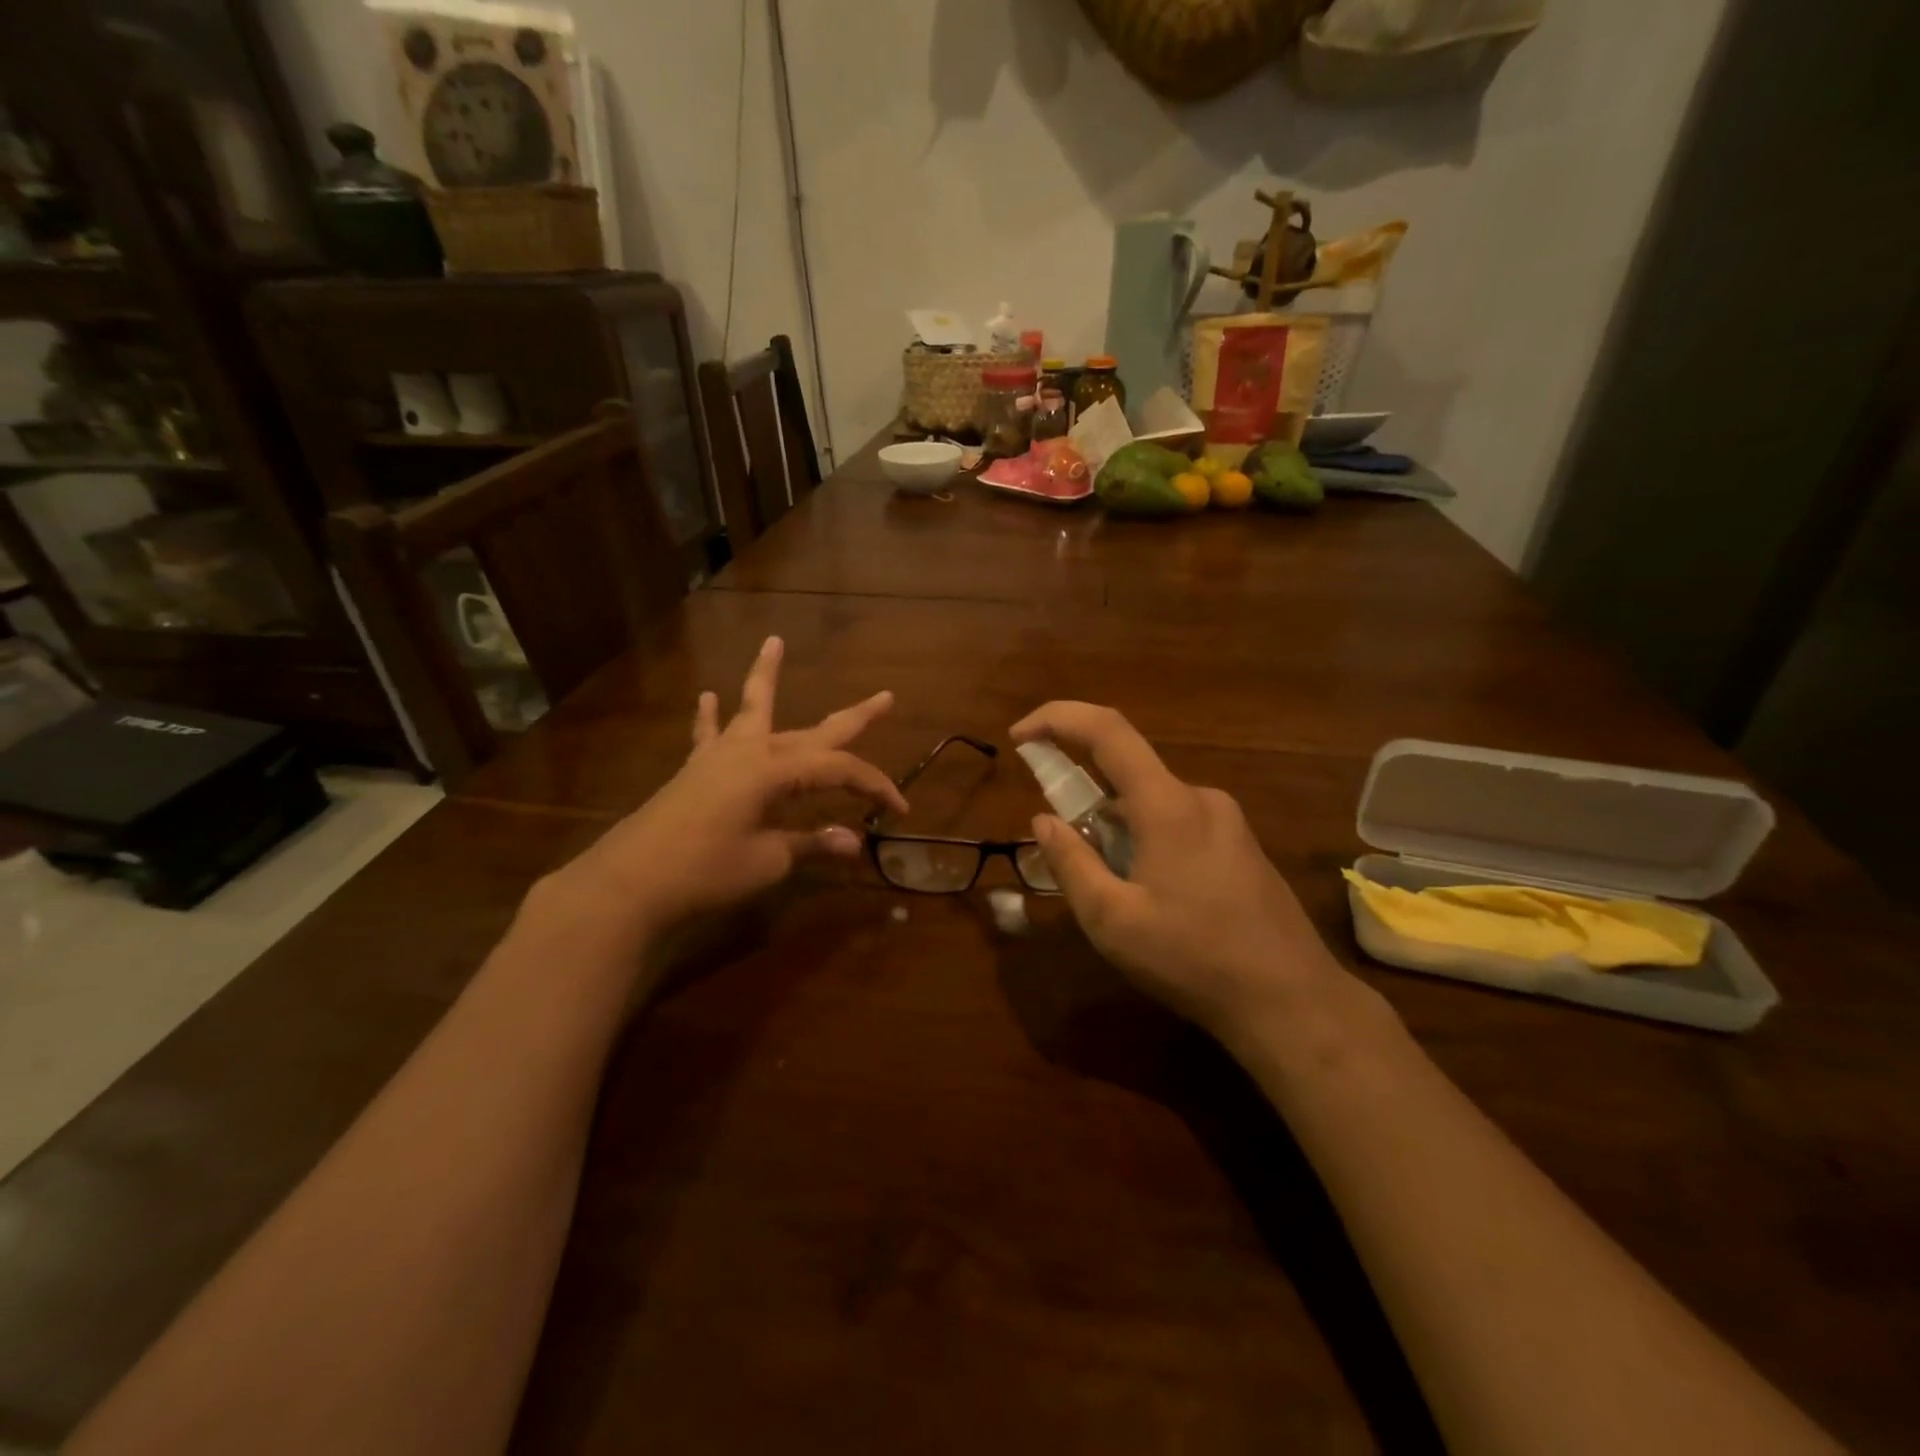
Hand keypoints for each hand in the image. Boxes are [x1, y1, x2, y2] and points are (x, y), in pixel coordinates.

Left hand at [536, 636, 906, 949]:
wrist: (630, 882)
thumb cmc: (705, 872)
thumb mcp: (768, 861)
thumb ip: (811, 845)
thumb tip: (854, 842)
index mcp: (777, 773)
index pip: (841, 771)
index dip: (875, 787)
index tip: (899, 810)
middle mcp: (754, 752)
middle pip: (814, 732)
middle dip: (854, 718)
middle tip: (885, 697)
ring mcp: (720, 756)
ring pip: (754, 709)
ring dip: (767, 678)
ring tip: (773, 642)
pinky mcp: (696, 770)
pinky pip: (709, 734)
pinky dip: (711, 716)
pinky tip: (708, 696)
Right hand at [1011, 702, 1351, 1047]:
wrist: (1292, 1002)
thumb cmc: (1193, 959)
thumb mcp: (1113, 920)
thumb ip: (1071, 863)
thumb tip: (1043, 821)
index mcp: (1167, 805)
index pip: (1106, 730)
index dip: (1057, 719)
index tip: (1019, 737)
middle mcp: (1200, 797)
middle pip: (1127, 775)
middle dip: (1085, 804)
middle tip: (1069, 859)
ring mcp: (1227, 821)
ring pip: (1152, 805)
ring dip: (1117, 832)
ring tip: (1116, 897)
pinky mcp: (1241, 845)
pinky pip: (1178, 824)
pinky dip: (1146, 842)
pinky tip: (1155, 900)